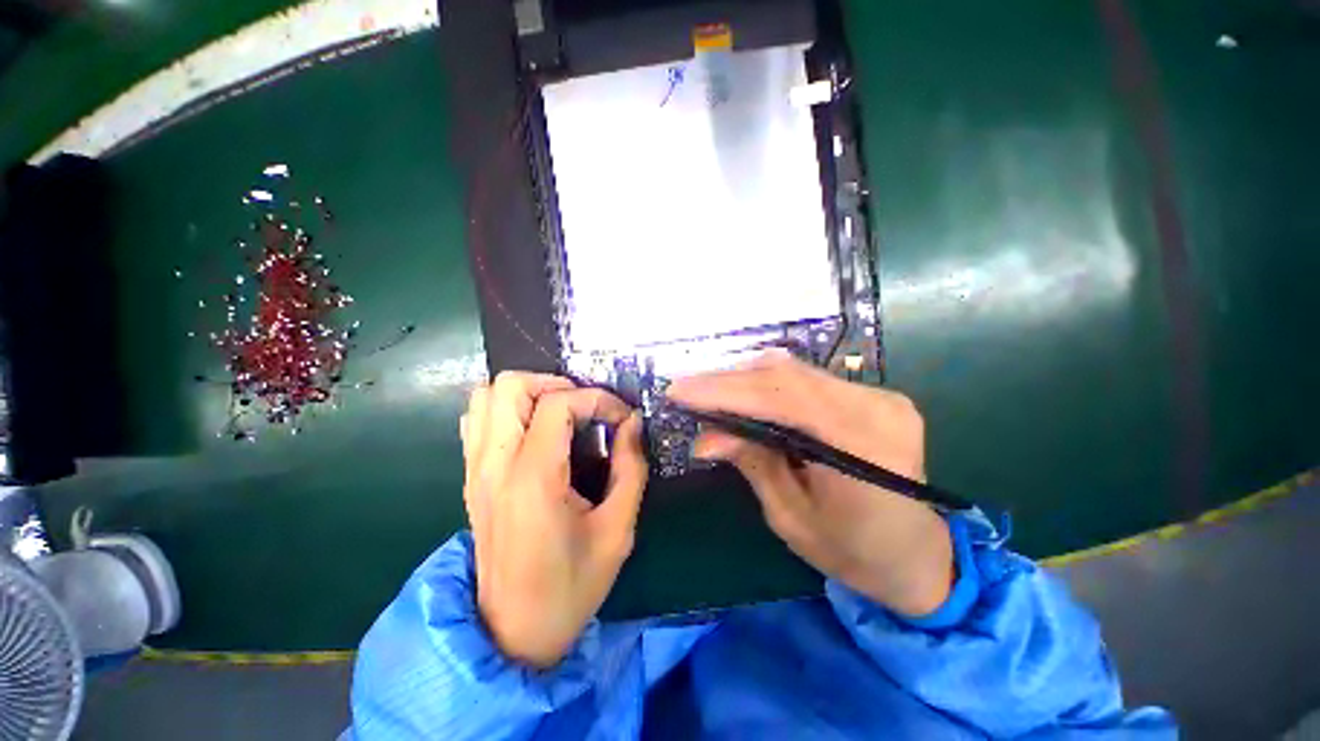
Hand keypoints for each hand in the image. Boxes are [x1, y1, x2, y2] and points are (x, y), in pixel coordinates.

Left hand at [461, 372, 647, 667]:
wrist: (513, 633)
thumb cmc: (571, 586)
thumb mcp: (617, 530)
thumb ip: (631, 469)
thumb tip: (632, 425)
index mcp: (533, 479)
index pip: (559, 404)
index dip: (598, 400)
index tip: (622, 419)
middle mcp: (495, 465)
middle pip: (510, 385)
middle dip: (556, 384)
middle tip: (586, 408)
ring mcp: (475, 470)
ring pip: (486, 396)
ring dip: (529, 393)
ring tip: (561, 414)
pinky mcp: (470, 478)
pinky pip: (476, 419)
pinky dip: (505, 409)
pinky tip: (534, 431)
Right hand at [667, 351, 953, 616]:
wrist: (918, 556)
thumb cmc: (854, 552)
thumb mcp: (790, 517)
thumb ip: (752, 463)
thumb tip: (705, 437)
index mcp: (864, 448)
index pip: (783, 398)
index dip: (726, 390)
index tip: (679, 391)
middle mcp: (878, 407)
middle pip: (788, 375)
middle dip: (728, 379)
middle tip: (686, 388)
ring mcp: (880, 396)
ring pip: (795, 370)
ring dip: (745, 378)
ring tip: (707, 391)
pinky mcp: (872, 395)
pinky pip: (808, 379)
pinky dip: (768, 383)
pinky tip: (743, 393)